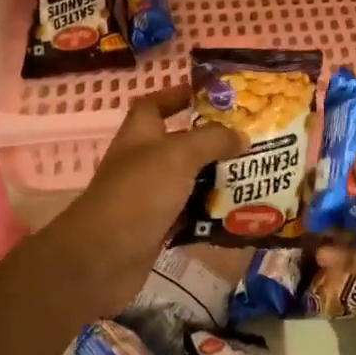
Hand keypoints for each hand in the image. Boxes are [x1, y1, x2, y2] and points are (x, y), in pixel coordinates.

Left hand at [47, 84, 241, 310]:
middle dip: (211, 142)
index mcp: (140, 135)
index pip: (155, 104)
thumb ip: (211, 140)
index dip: (178, 95)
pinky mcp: (156, 229)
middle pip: (178, 144)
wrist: (102, 258)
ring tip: (253, 176)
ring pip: (187, 182)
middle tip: (249, 140)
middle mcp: (142, 162)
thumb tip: (241, 135)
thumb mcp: (178, 156)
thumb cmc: (138, 194)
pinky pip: (188, 215)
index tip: (211, 96)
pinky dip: (209, 214)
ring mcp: (148, 197)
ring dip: (214, 180)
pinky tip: (237, 214)